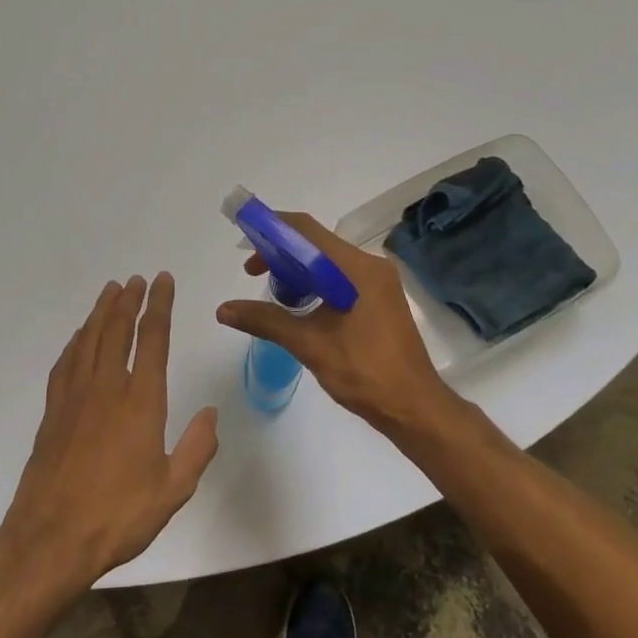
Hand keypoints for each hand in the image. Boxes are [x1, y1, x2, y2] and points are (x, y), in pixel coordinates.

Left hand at [0, 274, 218, 594]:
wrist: (50, 540)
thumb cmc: (118, 516)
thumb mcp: (173, 489)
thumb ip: (197, 448)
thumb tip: (212, 413)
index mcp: (141, 402)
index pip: (153, 340)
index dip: (159, 306)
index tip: (163, 281)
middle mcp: (107, 389)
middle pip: (117, 330)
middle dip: (129, 300)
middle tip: (136, 279)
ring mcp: (75, 398)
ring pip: (88, 340)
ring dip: (101, 312)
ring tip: (111, 291)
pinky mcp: (53, 413)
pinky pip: (66, 363)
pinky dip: (76, 342)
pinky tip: (80, 337)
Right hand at [215, 213, 456, 440]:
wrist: (414, 407)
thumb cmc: (365, 372)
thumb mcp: (310, 344)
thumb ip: (266, 320)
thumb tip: (223, 309)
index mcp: (357, 268)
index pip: (307, 231)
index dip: (272, 229)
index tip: (245, 243)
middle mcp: (370, 266)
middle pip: (316, 245)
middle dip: (281, 255)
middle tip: (253, 275)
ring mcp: (377, 284)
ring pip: (327, 264)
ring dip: (297, 273)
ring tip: (272, 295)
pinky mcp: (378, 301)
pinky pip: (339, 280)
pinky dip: (314, 286)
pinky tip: (298, 308)